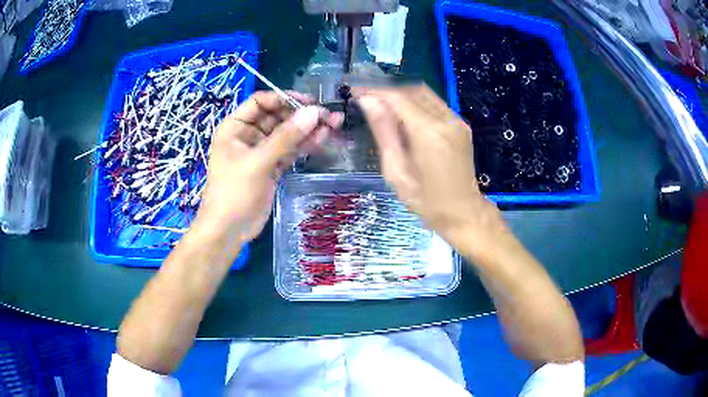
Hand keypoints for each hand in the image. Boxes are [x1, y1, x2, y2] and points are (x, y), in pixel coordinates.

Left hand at [192, 91, 342, 257]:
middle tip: (328, 116)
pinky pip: (289, 150)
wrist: (228, 231)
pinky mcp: (271, 167)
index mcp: (235, 127)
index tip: (309, 103)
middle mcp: (247, 135)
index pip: (261, 102)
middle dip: (301, 115)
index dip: (284, 99)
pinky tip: (322, 140)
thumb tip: (313, 113)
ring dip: (307, 130)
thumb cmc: (234, 193)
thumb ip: (286, 137)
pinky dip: (304, 145)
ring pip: (286, 134)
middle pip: (277, 116)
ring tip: (333, 125)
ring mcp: (260, 152)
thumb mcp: (258, 162)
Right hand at [354, 85, 505, 257]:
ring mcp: (457, 121)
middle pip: (411, 90)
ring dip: (401, 95)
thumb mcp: (396, 171)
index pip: (397, 97)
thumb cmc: (426, 201)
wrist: (463, 212)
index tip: (355, 89)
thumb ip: (383, 132)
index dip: (374, 90)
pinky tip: (403, 115)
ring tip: (382, 105)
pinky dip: (416, 103)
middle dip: (387, 90)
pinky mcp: (461, 125)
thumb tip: (368, 102)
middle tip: (366, 97)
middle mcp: (445, 119)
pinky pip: (435, 104)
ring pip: (424, 94)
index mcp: (428, 133)